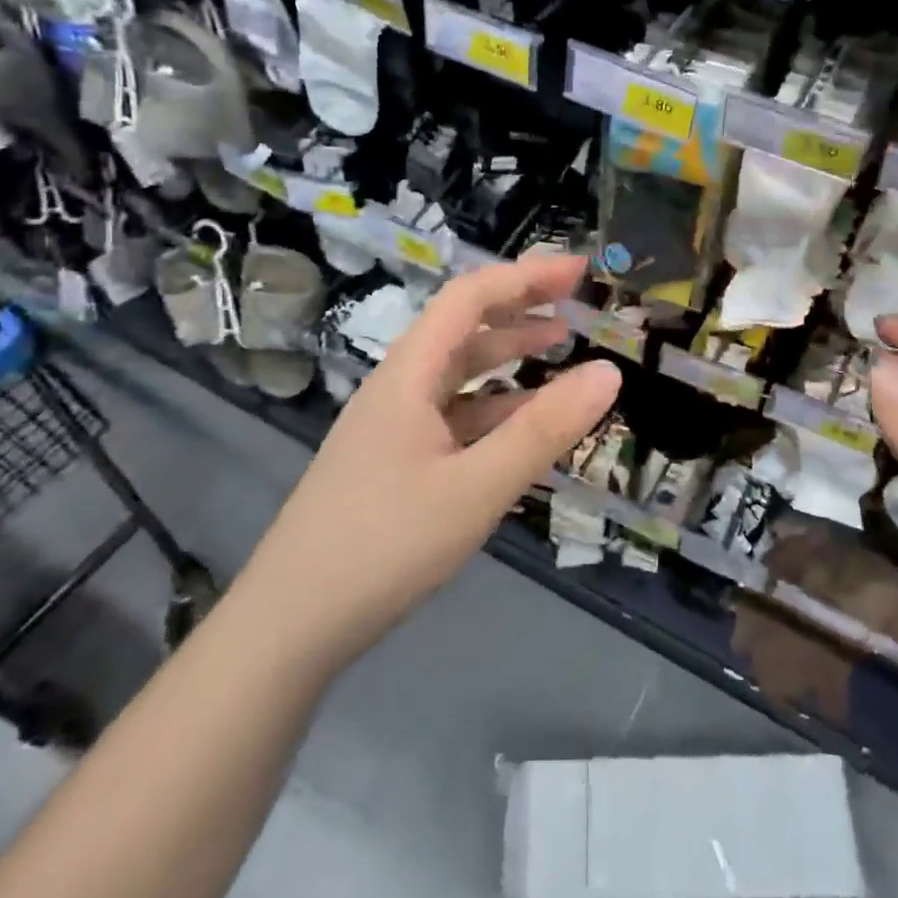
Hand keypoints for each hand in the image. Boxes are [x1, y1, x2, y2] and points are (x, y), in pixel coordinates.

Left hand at [257, 255, 620, 665]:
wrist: (289, 626)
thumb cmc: (383, 545)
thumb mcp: (476, 488)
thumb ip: (543, 430)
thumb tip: (609, 371)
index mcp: (409, 374)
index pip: (470, 298)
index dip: (526, 276)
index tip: (579, 271)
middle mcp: (398, 388)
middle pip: (463, 328)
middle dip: (520, 307)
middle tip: (576, 303)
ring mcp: (393, 426)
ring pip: (458, 373)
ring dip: (507, 355)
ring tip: (558, 347)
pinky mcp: (394, 462)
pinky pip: (453, 416)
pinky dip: (493, 407)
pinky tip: (521, 423)